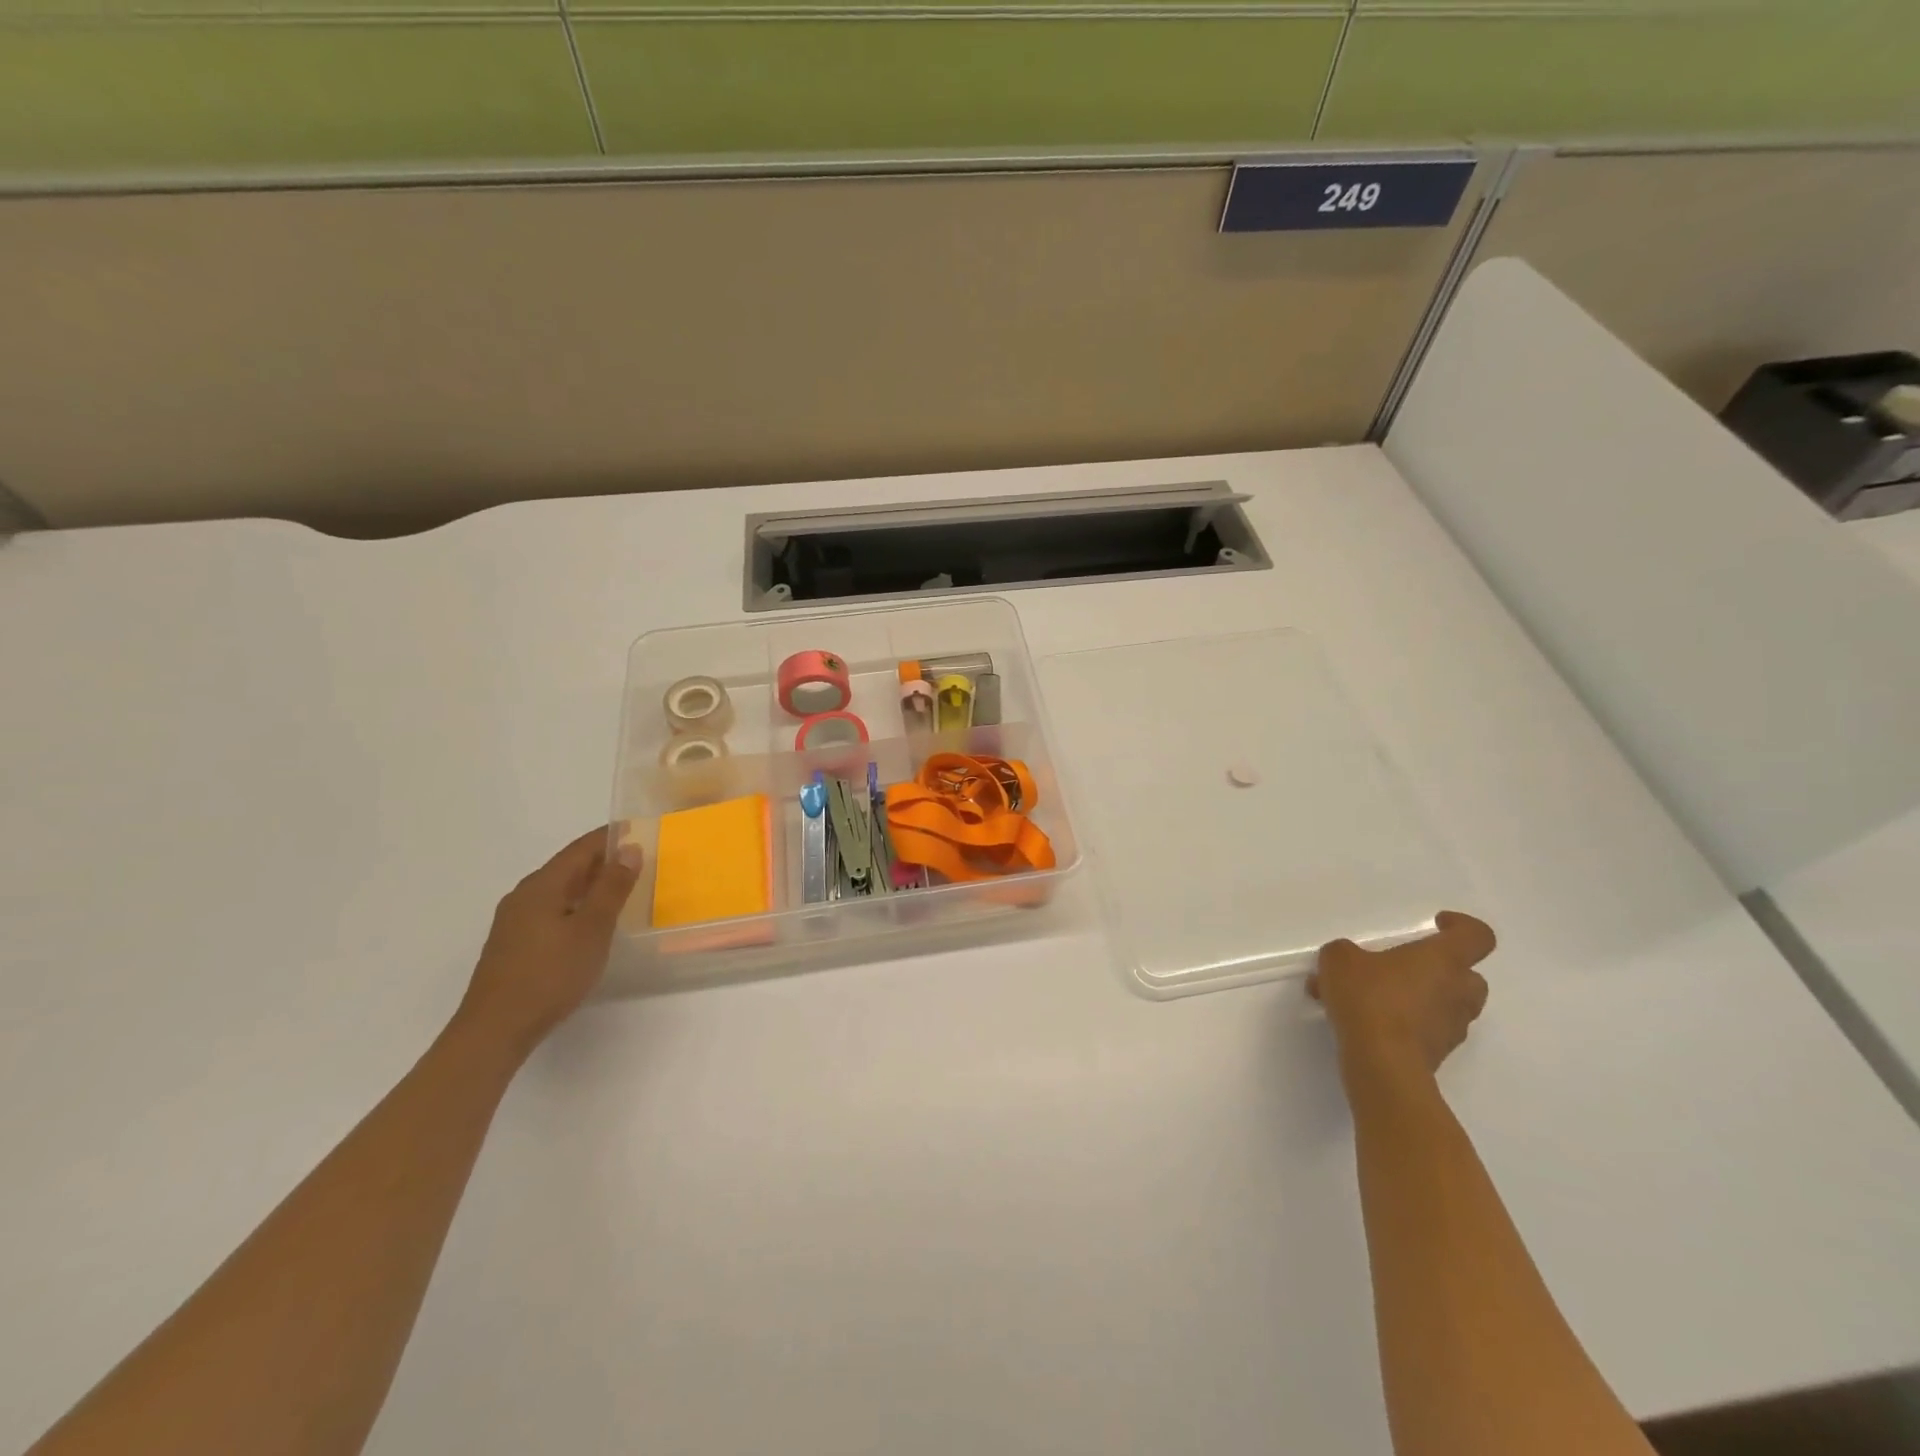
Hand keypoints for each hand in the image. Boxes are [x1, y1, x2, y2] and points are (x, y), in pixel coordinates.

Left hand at [453, 827, 643, 1060]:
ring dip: (589, 884)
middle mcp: (524, 896)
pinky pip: (551, 910)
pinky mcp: (514, 944)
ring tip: (621, 888)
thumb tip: (629, 848)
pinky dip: (576, 905)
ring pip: (559, 890)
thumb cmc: (550, 975)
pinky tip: (590, 922)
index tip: (637, 828)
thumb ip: (612, 887)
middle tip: (637, 859)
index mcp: (542, 886)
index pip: (580, 849)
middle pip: (568, 867)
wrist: (495, 1030)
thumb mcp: (592, 928)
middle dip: (601, 860)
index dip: (609, 837)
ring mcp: (515, 921)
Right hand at [1307, 911, 1496, 1082]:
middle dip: (1441, 969)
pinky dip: (1406, 1023)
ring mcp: (1453, 1026)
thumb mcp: (1340, 959)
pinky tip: (1366, 1022)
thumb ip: (1345, 952)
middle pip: (1469, 974)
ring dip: (1421, 997)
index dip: (1462, 925)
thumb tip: (1349, 960)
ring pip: (1448, 1004)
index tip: (1436, 924)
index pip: (1477, 936)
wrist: (1382, 1062)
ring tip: (1371, 998)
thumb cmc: (1369, 998)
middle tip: (1404, 967)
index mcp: (1444, 960)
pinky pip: (1428, 1029)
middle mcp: (1458, 991)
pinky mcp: (1440, 1053)